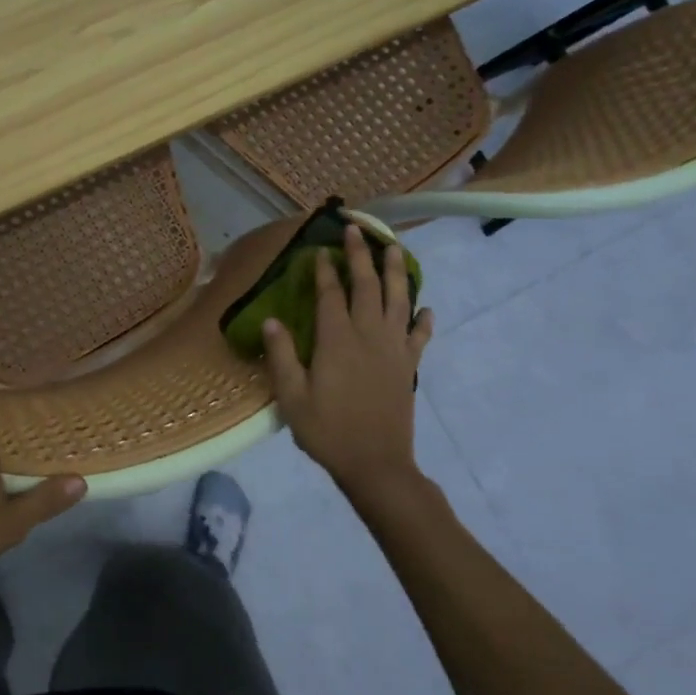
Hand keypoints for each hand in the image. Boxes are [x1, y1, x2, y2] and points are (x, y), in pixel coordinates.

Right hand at [263, 223, 435, 511]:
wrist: (376, 464)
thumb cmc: (328, 431)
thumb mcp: (292, 397)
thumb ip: (282, 356)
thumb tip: (271, 320)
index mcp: (337, 341)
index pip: (331, 295)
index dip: (324, 271)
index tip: (319, 250)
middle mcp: (369, 336)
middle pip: (367, 287)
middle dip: (360, 256)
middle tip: (356, 230)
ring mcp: (394, 350)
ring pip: (398, 301)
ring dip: (396, 272)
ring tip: (394, 248)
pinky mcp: (408, 367)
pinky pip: (419, 336)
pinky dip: (422, 320)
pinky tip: (424, 309)